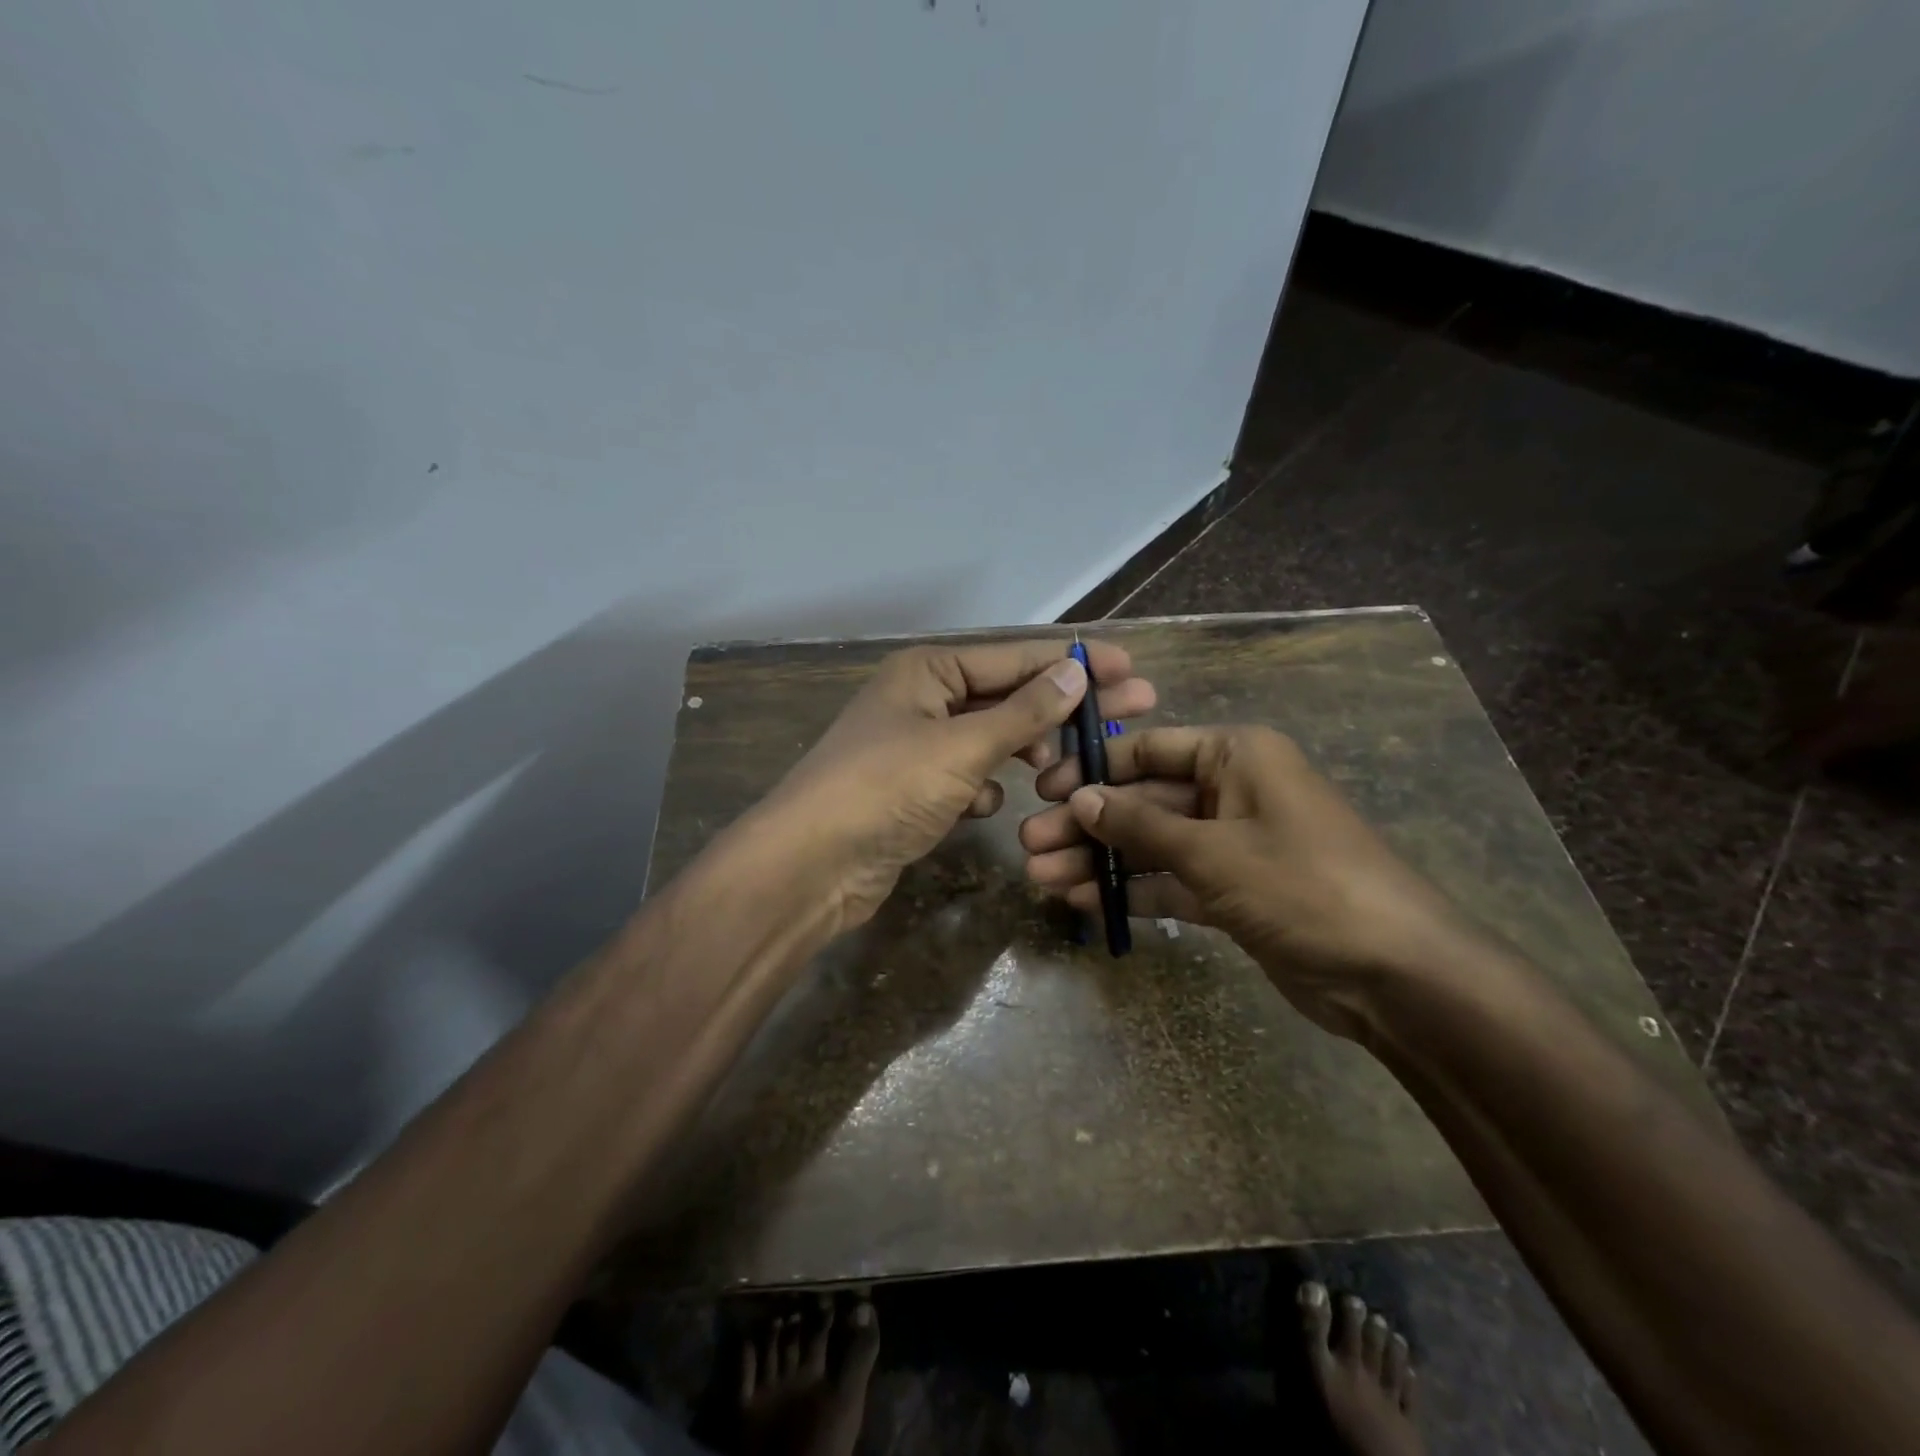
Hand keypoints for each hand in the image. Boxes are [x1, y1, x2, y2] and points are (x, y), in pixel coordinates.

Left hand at [758, 639, 1154, 934]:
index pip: (1017, 657)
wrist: (812, 866)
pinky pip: (966, 779)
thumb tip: (1076, 670)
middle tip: (1134, 710)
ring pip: (990, 741)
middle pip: (1009, 697)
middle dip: (1064, 709)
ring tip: (1057, 772)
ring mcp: (917, 748)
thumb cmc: (886, 790)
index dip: (1075, 662)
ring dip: (1021, 754)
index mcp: (928, 671)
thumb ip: (1024, 711)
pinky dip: (981, 791)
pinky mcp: (914, 792)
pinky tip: (984, 808)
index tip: (1131, 668)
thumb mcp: (961, 746)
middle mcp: (922, 700)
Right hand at [1020, 724, 1481, 1037]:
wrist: (1395, 975)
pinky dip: (1133, 891)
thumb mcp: (1214, 851)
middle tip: (1030, 846)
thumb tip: (1080, 800)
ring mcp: (1232, 845)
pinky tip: (1084, 903)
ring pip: (1152, 845)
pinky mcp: (1233, 893)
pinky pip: (1171, 882)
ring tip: (1042, 879)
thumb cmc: (1304, 886)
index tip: (1044, 790)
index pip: (1149, 750)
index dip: (1094, 768)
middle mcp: (1232, 791)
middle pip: (1144, 801)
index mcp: (1237, 756)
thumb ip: (1141, 826)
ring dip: (1101, 861)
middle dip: (1088, 825)